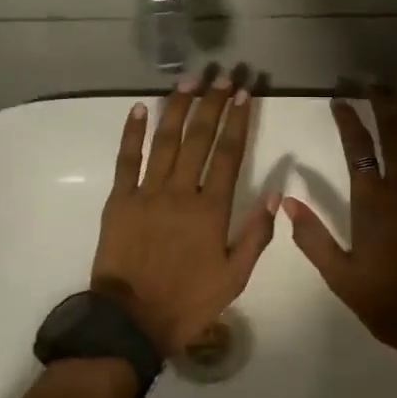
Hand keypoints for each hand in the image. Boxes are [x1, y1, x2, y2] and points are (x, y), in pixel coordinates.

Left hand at [91, 69, 277, 359]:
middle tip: (222, 76)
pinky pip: (127, 159)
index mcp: (212, 210)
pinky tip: (140, 107)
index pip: (229, 154)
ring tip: (189, 81)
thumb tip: (277, 192)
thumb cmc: (188, 301)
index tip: (244, 94)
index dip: (238, 121)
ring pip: (166, 141)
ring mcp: (147, 192)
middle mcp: (181, 192)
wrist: (131, 321)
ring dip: (178, 108)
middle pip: (200, 139)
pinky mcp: (119, 199)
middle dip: (212, 104)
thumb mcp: (235, 277)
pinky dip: (133, 132)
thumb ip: (257, 234)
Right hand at [285, 81, 396, 379]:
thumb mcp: (340, 276)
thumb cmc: (389, 302)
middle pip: (395, 131)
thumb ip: (312, 236)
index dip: (347, 119)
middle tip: (376, 80)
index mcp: (373, 202)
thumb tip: (286, 201)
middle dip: (384, 101)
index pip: (357, 147)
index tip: (339, 100)